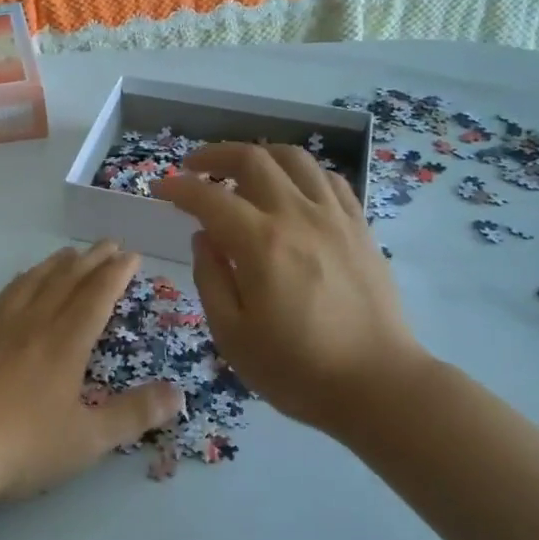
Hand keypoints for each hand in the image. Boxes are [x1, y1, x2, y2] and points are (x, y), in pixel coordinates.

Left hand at [0, 243, 182, 504]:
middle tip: (109, 243)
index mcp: (64, 343)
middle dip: (92, 260)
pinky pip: (4, 295)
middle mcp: (33, 323)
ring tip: (69, 253)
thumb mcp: (87, 440)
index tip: (131, 254)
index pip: (96, 297)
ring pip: (33, 282)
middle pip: (66, 281)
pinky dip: (21, 281)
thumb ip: (133, 415)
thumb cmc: (20, 446)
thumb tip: (179, 394)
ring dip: (56, 264)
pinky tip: (19, 283)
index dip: (116, 274)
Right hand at [153, 144, 435, 436]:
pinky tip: (290, 189)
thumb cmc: (297, 368)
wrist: (378, 385)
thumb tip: (203, 238)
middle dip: (215, 155)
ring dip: (260, 154)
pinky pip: (328, 179)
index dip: (179, 188)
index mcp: (261, 244)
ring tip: (241, 170)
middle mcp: (298, 216)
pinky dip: (300, 172)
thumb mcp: (232, 335)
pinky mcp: (360, 227)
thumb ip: (211, 278)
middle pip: (253, 159)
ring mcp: (334, 217)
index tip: (161, 190)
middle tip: (194, 167)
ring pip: (294, 158)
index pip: (209, 198)